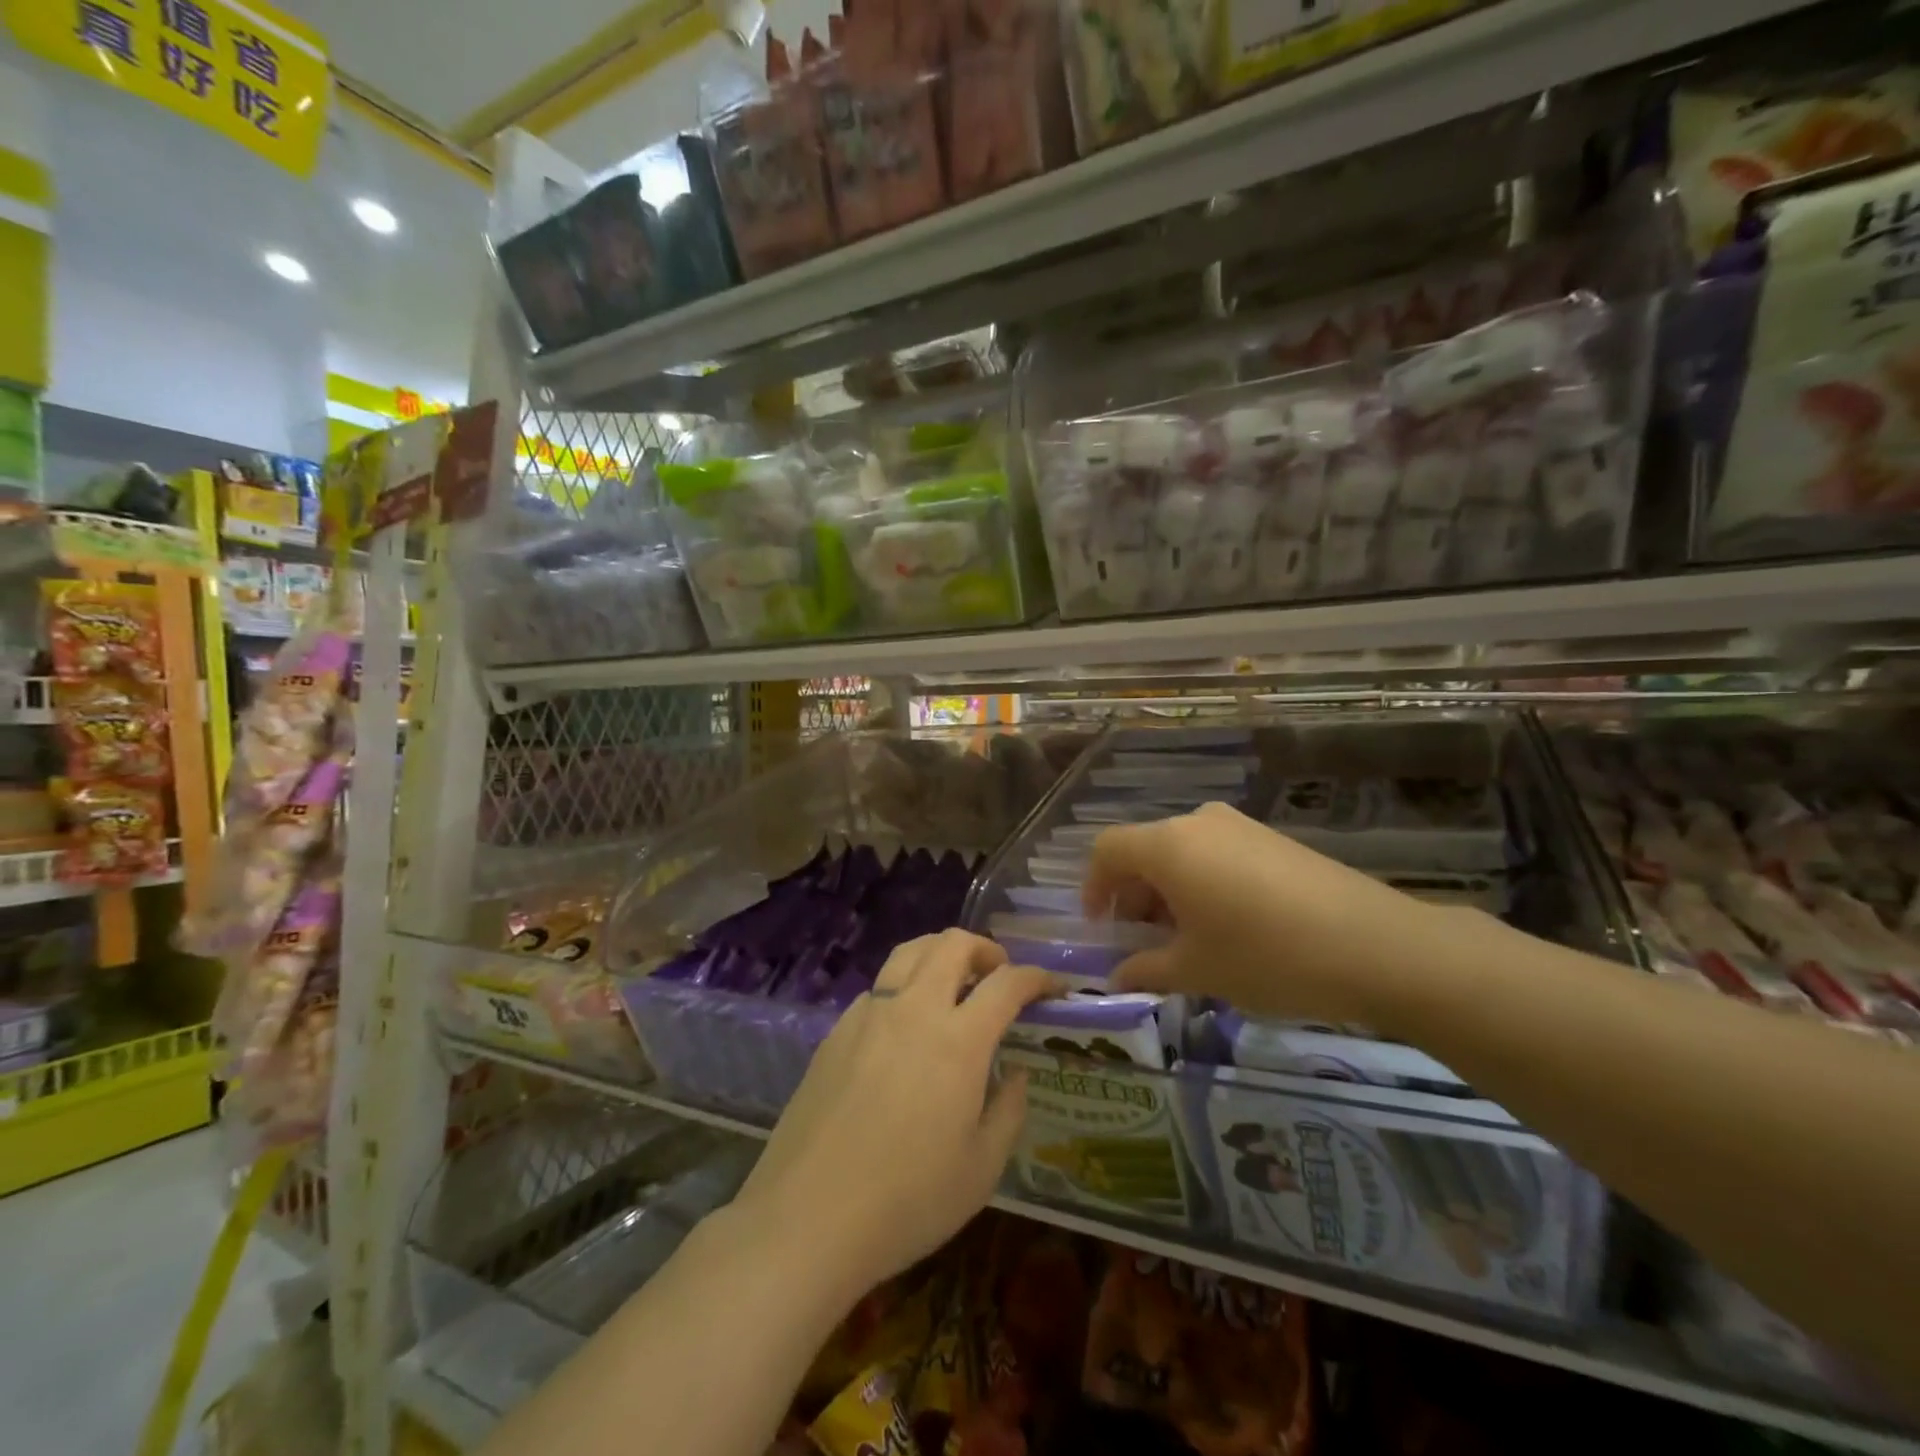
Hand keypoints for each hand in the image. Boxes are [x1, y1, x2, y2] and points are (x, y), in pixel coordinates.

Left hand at [733, 930, 1059, 1299]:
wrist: (807, 1218)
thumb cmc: (907, 1201)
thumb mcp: (981, 1169)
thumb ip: (1008, 1109)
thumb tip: (1012, 1071)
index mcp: (958, 1040)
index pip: (1007, 982)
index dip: (1037, 976)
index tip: (1053, 987)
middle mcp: (914, 1010)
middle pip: (952, 944)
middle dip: (986, 949)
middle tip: (999, 976)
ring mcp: (869, 1014)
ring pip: (910, 952)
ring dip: (941, 954)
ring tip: (954, 985)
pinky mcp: (836, 1030)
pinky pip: (879, 987)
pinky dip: (905, 987)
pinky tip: (905, 1029)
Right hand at [1081, 801, 1446, 1026]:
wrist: (1378, 946)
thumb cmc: (1267, 956)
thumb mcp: (1197, 970)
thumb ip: (1146, 969)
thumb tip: (1117, 975)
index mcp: (1168, 846)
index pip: (1107, 850)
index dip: (1094, 888)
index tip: (1102, 928)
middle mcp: (1198, 823)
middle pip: (1145, 850)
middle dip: (1133, 895)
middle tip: (1142, 942)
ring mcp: (1240, 827)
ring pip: (1182, 853)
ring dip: (1168, 891)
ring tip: (1186, 939)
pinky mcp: (1272, 839)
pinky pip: (1216, 854)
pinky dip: (1202, 883)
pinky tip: (1227, 926)